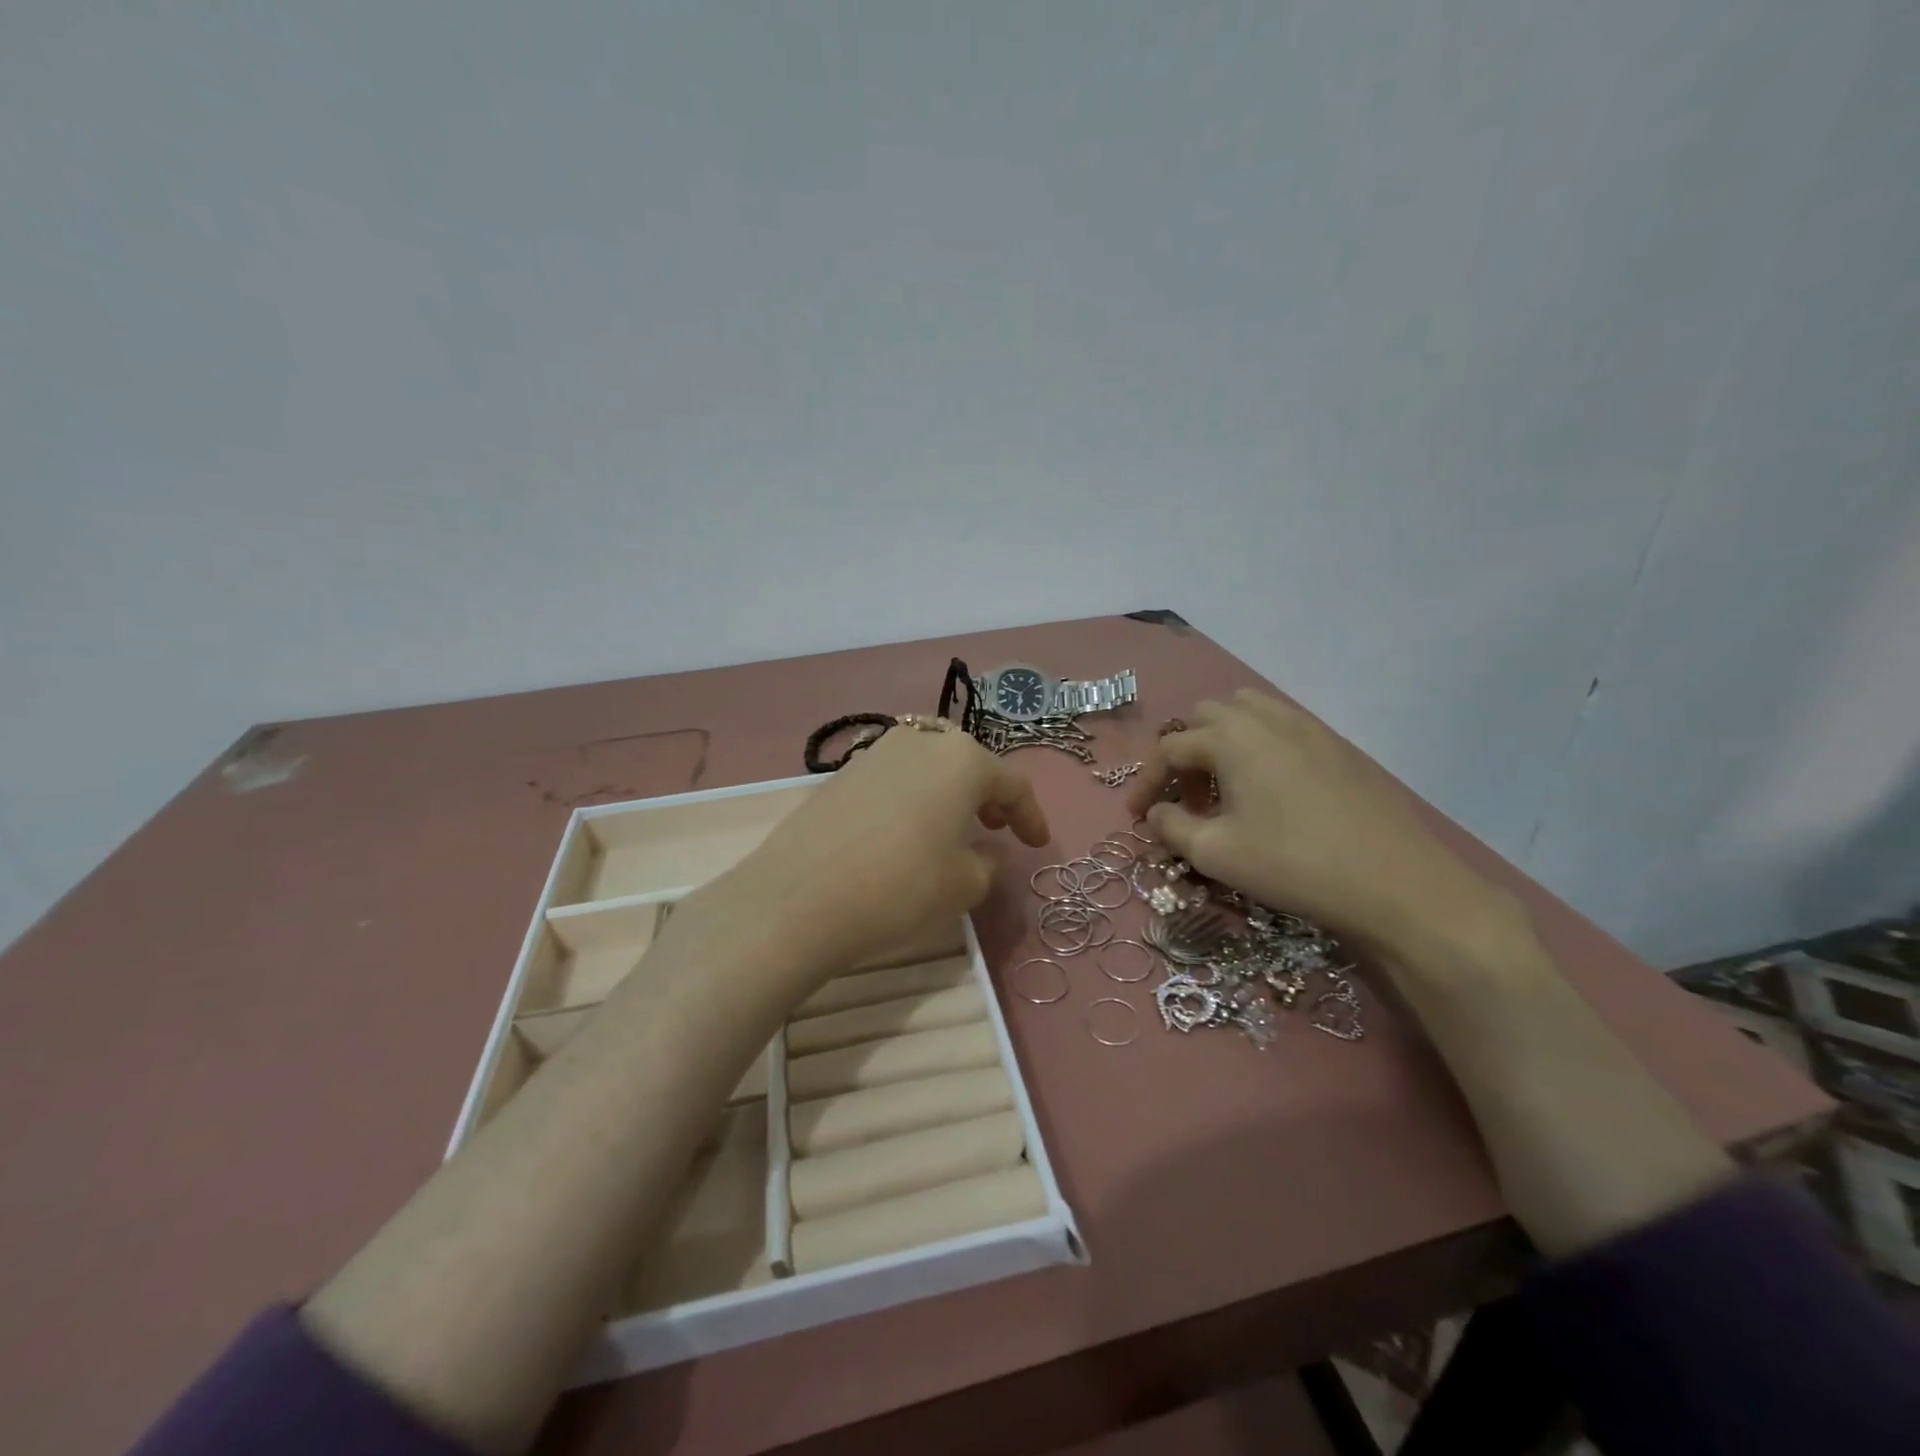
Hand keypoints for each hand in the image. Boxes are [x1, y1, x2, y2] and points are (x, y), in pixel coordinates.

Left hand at [716, 723, 1051, 982]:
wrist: (798, 897)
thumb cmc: (900, 887)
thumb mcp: (963, 885)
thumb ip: (986, 862)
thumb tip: (984, 851)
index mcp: (961, 759)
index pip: (1012, 783)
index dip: (1030, 816)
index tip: (1038, 844)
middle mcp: (920, 742)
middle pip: (966, 762)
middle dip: (987, 793)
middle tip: (995, 826)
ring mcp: (875, 753)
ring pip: (927, 765)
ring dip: (947, 792)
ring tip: (951, 828)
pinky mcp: (840, 774)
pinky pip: (894, 778)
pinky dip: (912, 797)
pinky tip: (905, 831)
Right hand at [1125, 690, 1517, 958]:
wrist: (1397, 883)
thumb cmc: (1293, 864)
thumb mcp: (1215, 853)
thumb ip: (1172, 827)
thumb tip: (1157, 813)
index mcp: (1230, 737)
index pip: (1170, 749)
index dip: (1146, 782)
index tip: (1137, 817)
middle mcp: (1266, 719)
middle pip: (1206, 718)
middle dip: (1185, 754)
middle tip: (1186, 799)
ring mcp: (1307, 728)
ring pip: (1247, 714)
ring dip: (1222, 743)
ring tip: (1224, 788)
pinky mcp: (1337, 747)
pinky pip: (1282, 729)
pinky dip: (1258, 747)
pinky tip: (1269, 792)